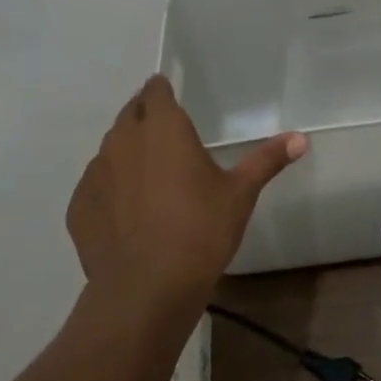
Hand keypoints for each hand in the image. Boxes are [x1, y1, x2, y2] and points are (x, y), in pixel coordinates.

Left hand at [66, 75, 306, 312]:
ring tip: (149, 175)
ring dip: (128, 152)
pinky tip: (128, 212)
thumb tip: (301, 138)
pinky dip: (110, 188)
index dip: (162, 90)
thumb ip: (267, 160)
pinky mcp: (79, 205)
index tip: (172, 96)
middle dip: (146, 116)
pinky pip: (96, 184)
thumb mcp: (240, 194)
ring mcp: (95, 173)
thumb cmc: (200, 231)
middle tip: (167, 135)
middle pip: (131, 114)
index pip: (155, 90)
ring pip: (111, 148)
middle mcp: (123, 140)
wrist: (146, 290)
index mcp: (163, 127)